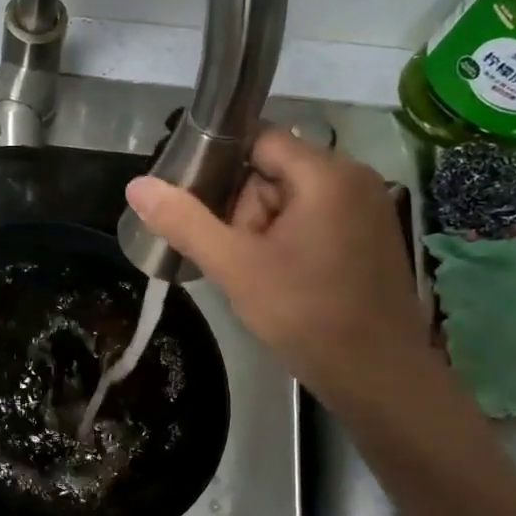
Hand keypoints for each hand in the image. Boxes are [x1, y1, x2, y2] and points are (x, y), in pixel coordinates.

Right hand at [124, 126, 429, 403]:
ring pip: (293, 199)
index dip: (221, 167)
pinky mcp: (372, 235)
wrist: (378, 376)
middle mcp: (354, 177)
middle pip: (274, 171)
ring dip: (265, 229)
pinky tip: (284, 278)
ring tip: (260, 275)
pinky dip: (290, 241)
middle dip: (245, 210)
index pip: (258, 139)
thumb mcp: (235, 267)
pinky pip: (316, 219)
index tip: (197, 206)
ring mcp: (368, 207)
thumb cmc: (305, 315)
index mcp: (325, 174)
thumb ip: (185, 222)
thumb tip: (137, 185)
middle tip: (238, 257)